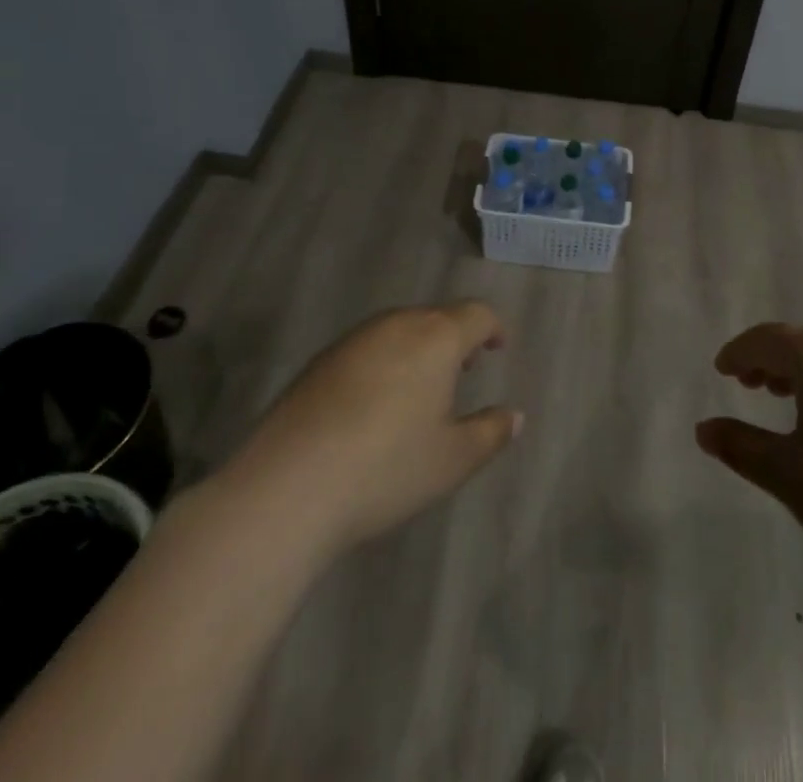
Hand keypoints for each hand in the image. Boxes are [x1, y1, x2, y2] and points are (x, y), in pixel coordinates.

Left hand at [215, 302, 520, 562]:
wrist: (287, 487)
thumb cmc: (386, 469)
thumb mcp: (452, 460)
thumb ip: (490, 433)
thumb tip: (515, 416)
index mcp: (436, 337)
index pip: (476, 314)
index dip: (493, 328)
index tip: (497, 349)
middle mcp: (396, 325)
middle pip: (436, 317)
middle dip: (455, 338)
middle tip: (464, 370)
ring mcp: (353, 340)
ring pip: (399, 329)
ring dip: (418, 348)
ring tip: (421, 388)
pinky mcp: (319, 362)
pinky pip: (367, 348)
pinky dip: (384, 362)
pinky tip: (374, 404)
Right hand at [696, 324, 802, 606]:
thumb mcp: (786, 474)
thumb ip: (740, 446)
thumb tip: (704, 429)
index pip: (768, 338)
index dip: (739, 350)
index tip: (721, 369)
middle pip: (801, 342)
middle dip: (768, 358)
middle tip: (745, 382)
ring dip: (800, 371)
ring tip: (780, 397)